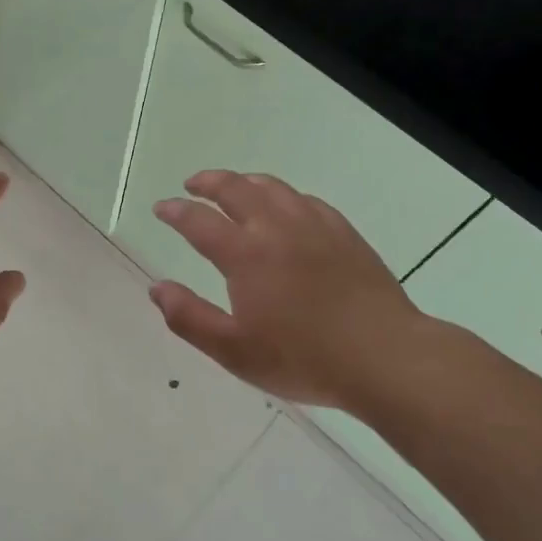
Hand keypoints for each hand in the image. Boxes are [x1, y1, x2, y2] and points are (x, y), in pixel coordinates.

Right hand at [148, 171, 431, 414]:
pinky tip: (286, 208)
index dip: (175, 211)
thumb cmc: (304, 358)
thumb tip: (157, 288)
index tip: (162, 208)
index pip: (199, 221)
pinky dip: (284, 196)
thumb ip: (189, 318)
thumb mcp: (234, 351)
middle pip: (236, 189)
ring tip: (234, 187)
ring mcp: (314, 226)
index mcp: (245, 254)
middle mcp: (276, 228)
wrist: (384, 356)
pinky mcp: (344, 233)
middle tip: (192, 184)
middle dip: (208, 182)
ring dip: (245, 181)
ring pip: (273, 187)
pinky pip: (306, 200)